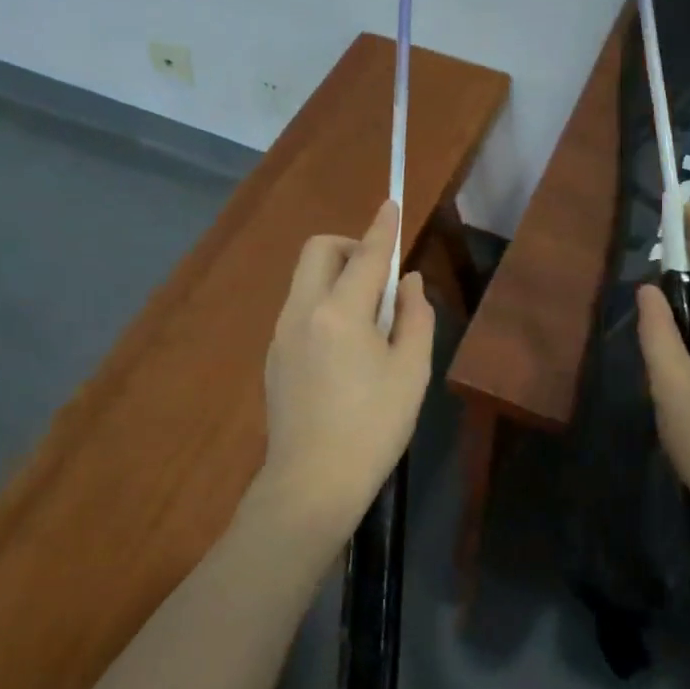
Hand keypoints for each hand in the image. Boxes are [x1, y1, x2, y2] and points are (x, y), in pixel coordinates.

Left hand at [255, 201, 434, 545]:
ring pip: (306, 279)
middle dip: (351, 247)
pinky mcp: (274, 356)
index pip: (366, 255)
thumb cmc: (373, 428)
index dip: (383, 228)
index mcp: (340, 312)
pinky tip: (345, 346)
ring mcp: (281, 333)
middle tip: (381, 277)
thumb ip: (415, 317)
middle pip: (319, 251)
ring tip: (369, 318)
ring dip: (337, 276)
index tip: (391, 204)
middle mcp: (302, 311)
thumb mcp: (411, 372)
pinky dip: (324, 303)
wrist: (311, 484)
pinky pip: (300, 308)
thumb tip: (409, 284)